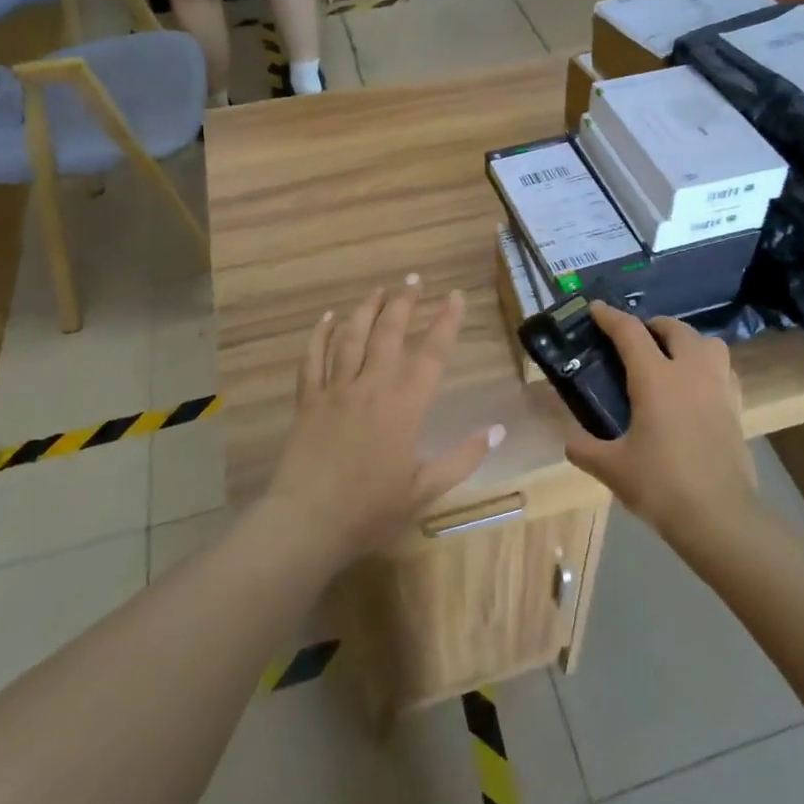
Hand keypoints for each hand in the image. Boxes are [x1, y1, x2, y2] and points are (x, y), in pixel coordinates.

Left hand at [266, 278, 503, 561]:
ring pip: (351, 337)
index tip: (454, 295)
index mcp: (404, 406)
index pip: (431, 354)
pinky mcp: (308, 401)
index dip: (445, 322)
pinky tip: (327, 318)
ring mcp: (335, 391)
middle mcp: (371, 387)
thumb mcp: (425, 490)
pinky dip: (319, 335)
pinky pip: (312, 359)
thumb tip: (497, 430)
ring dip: (366, 309)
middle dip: (404, 303)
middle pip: (389, 333)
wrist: (307, 523)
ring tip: (379, 289)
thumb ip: (462, 458)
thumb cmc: (370, 510)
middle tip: (413, 279)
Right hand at [564, 303, 756, 539]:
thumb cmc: (661, 485)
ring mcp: (719, 388)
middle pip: (675, 329)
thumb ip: (585, 450)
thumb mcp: (612, 468)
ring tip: (672, 357)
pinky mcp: (737, 408)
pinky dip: (708, 367)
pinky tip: (697, 387)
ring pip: (708, 343)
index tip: (596, 309)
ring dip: (687, 341)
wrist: (720, 516)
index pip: (630, 333)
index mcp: (656, 378)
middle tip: (636, 338)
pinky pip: (724, 370)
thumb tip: (570, 442)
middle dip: (653, 325)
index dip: (610, 317)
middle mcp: (690, 372)